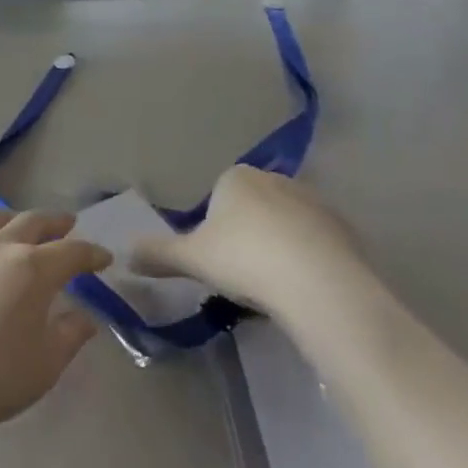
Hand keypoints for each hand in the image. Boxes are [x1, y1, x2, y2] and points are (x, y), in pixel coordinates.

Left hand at [0, 209, 110, 438]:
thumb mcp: (45, 365)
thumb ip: (70, 336)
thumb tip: (85, 318)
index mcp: (33, 269)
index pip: (72, 251)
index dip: (91, 253)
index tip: (103, 257)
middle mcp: (0, 247)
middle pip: (33, 222)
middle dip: (55, 222)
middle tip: (67, 224)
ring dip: (12, 218)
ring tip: (19, 226)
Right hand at [130, 167, 372, 315]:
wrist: (318, 283)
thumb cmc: (244, 260)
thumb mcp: (192, 259)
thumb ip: (158, 254)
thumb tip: (123, 254)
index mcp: (236, 177)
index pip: (219, 195)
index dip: (215, 228)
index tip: (217, 260)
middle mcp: (275, 179)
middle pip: (254, 207)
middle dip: (248, 235)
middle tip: (243, 276)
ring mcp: (314, 201)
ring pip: (286, 224)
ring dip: (280, 247)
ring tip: (276, 288)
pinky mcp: (345, 229)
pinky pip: (317, 243)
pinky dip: (309, 261)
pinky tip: (305, 290)